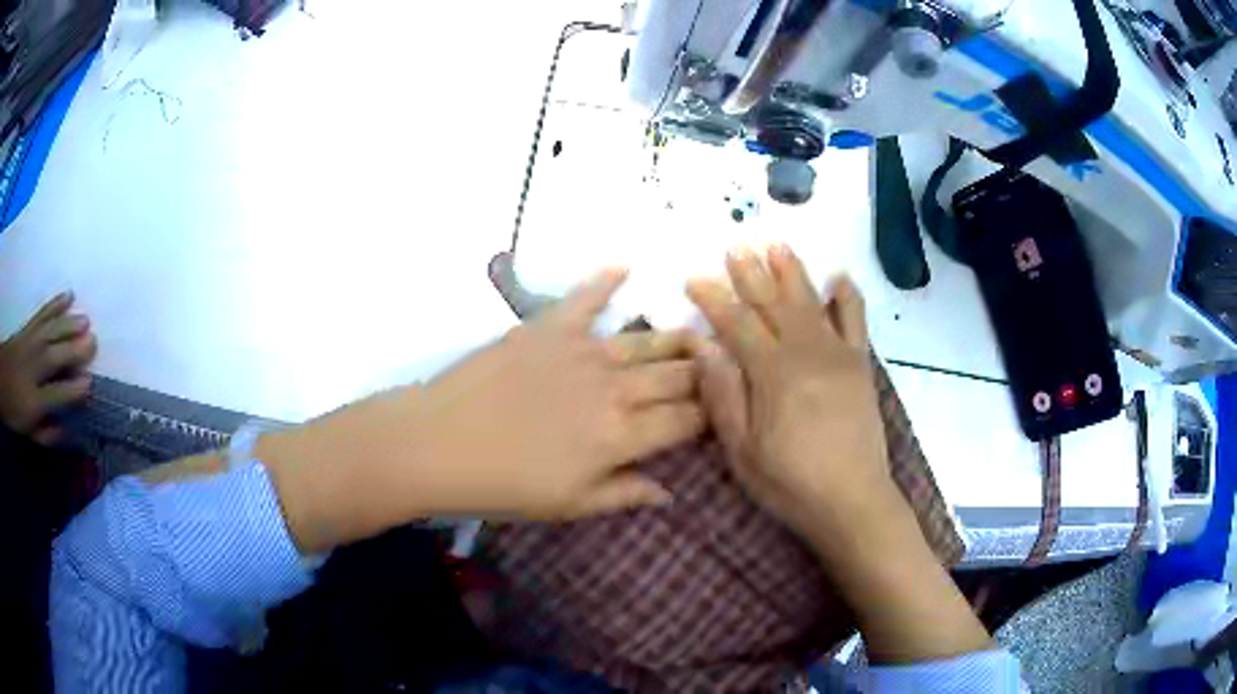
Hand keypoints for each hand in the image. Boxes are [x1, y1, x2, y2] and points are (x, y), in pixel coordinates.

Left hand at [0, 293, 95, 444]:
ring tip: (85, 320)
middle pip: (56, 357)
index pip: (57, 394)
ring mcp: (30, 343)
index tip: (89, 383)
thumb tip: (69, 432)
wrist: (0, 380)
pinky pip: (43, 313)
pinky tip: (69, 296)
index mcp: (35, 401)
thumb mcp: (29, 433)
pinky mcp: (28, 327)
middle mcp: (34, 368)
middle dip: (74, 349)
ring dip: (69, 324)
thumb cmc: (15, 411)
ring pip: (51, 331)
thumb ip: (48, 434)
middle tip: (93, 342)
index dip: (73, 389)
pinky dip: (56, 303)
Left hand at [262, 269, 705, 552]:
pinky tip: (625, 267)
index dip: (711, 414)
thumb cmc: (503, 486)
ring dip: (676, 337)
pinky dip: (606, 281)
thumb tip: (670, 492)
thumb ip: (625, 494)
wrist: (438, 444)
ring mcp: (583, 351)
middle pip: (676, 376)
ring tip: (698, 332)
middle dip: (704, 373)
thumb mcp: (569, 505)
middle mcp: (615, 388)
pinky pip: (586, 297)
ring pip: (647, 340)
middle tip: (720, 368)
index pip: (687, 419)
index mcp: (622, 436)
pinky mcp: (549, 326)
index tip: (722, 409)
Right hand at [688, 247, 993, 663]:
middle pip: (773, 302)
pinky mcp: (860, 366)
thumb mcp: (742, 451)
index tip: (694, 278)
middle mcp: (805, 353)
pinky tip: (840, 277)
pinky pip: (855, 322)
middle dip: (751, 273)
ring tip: (776, 244)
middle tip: (735, 246)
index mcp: (771, 374)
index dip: (713, 299)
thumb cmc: (790, 483)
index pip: (737, 324)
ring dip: (792, 271)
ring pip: (810, 302)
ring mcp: (837, 355)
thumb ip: (723, 395)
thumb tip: (701, 345)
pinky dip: (848, 297)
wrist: (853, 500)